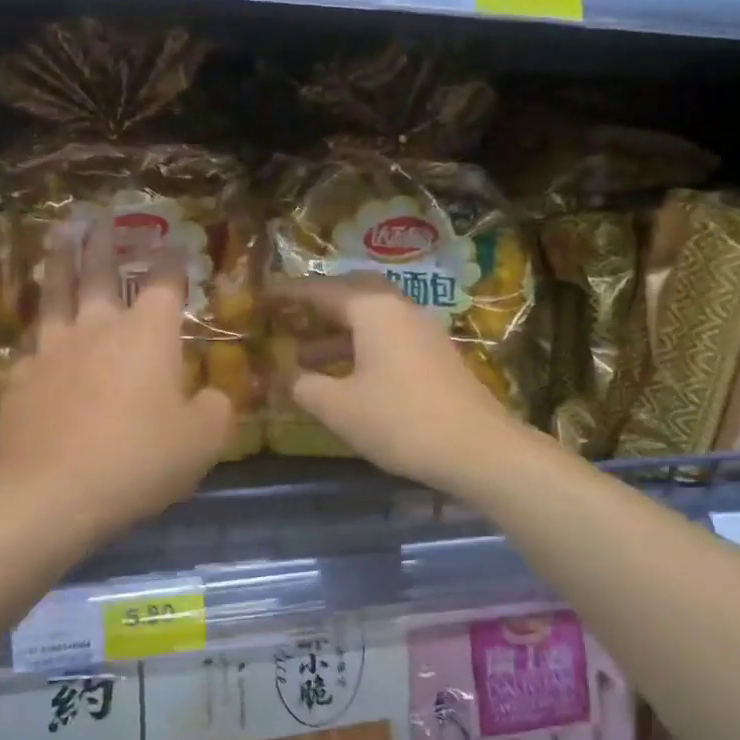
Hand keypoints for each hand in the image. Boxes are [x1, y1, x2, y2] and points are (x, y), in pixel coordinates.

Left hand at [0, 223, 232, 542]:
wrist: (54, 492)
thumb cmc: (140, 460)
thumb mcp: (202, 442)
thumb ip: (215, 410)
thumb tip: (212, 397)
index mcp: (148, 336)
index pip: (165, 284)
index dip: (171, 262)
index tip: (173, 246)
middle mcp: (99, 329)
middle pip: (100, 274)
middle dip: (105, 244)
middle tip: (102, 220)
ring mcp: (53, 350)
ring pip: (55, 295)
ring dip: (58, 263)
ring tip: (58, 239)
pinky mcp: (21, 378)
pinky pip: (30, 345)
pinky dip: (36, 332)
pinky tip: (33, 334)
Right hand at [272, 274, 522, 494]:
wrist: (476, 448)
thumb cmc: (399, 420)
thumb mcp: (338, 407)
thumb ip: (305, 386)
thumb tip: (288, 376)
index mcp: (373, 309)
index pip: (322, 290)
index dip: (289, 293)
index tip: (263, 294)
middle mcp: (400, 309)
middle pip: (352, 295)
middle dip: (318, 306)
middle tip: (289, 316)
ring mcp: (423, 331)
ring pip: (371, 320)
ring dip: (338, 334)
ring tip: (305, 358)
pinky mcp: (436, 356)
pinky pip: (389, 339)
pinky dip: (361, 348)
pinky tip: (347, 377)